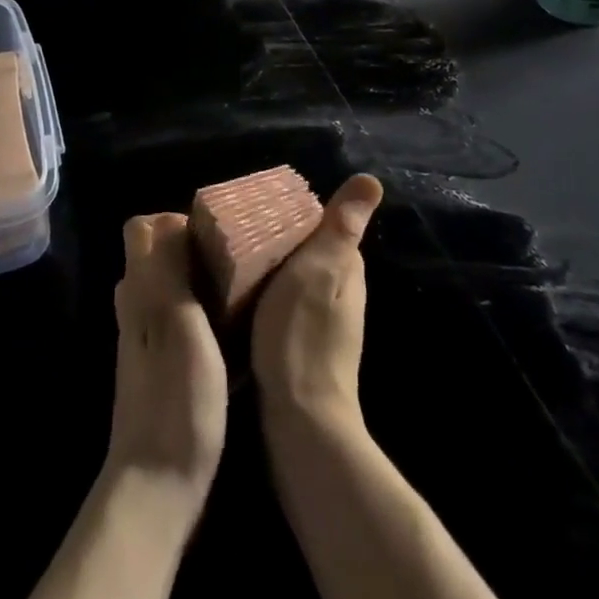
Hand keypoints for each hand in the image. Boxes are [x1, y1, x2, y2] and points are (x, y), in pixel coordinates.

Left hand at [106, 213, 227, 526]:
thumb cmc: (176, 398)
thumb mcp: (178, 321)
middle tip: (237, 256)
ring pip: (171, 288)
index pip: (141, 228)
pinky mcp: (162, 370)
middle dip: (193, 246)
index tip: (214, 231)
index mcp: (140, 290)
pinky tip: (235, 331)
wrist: (158, 486)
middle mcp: (137, 308)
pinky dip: (204, 314)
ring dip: (201, 280)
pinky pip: (181, 322)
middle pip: (157, 255)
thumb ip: (169, 268)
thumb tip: (171, 218)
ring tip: (242, 287)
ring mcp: (147, 342)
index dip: (173, 220)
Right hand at [251, 175, 383, 432]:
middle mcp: (340, 291)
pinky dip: (262, 294)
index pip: (319, 223)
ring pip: (290, 277)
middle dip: (274, 238)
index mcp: (347, 268)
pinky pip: (279, 303)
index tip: (254, 208)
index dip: (289, 212)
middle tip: (232, 233)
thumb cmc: (303, 333)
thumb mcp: (320, 268)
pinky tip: (236, 299)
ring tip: (226, 261)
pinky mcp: (301, 343)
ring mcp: (322, 321)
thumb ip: (340, 227)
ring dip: (265, 267)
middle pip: (303, 249)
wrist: (300, 417)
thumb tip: (372, 180)